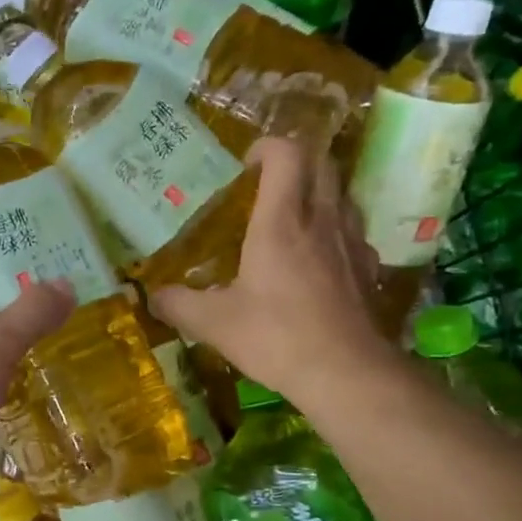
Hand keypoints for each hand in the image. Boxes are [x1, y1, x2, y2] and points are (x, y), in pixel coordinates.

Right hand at [148, 137, 391, 402]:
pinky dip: (334, 231)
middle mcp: (322, 219)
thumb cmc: (276, 337)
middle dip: (295, 162)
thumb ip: (178, 304)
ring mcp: (352, 242)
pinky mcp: (369, 268)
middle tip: (266, 185)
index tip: (246, 166)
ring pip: (342, 194)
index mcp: (281, 221)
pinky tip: (318, 260)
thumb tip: (151, 297)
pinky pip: (353, 231)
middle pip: (321, 163)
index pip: (286, 154)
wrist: (346, 373)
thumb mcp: (213, 323)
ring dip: (317, 193)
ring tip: (291, 219)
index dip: (266, 147)